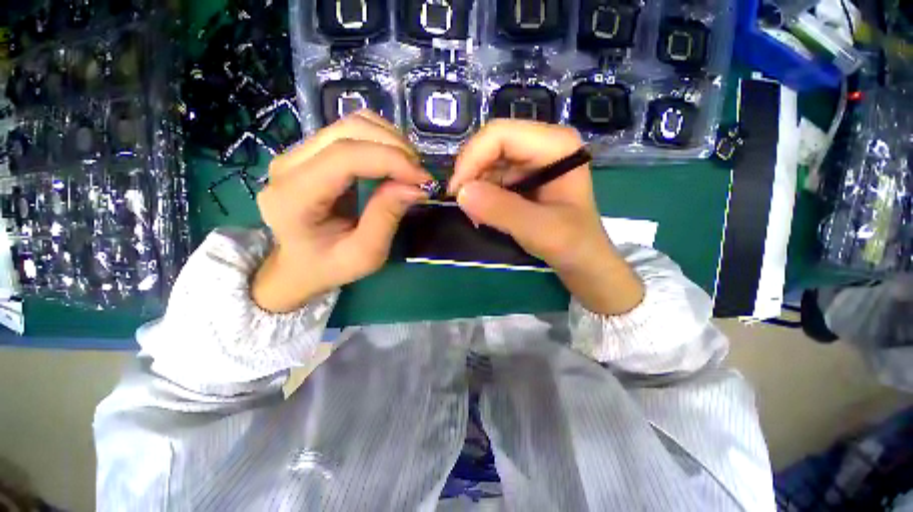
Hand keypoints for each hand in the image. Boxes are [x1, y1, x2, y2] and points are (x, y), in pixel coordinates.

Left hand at [252, 111, 431, 312]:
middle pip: (348, 131)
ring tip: (410, 168)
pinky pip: (351, 132)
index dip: (390, 160)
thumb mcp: (364, 255)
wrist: (298, 264)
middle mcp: (289, 165)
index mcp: (294, 197)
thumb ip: (386, 218)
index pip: (344, 157)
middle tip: (419, 175)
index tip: (423, 178)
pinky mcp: (311, 152)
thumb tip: (415, 186)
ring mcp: (297, 153)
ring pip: (351, 124)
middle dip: (394, 147)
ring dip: (390, 141)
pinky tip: (394, 162)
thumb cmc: (329, 266)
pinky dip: (381, 141)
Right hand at [449, 120, 643, 314]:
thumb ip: (501, 210)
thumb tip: (461, 193)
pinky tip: (483, 214)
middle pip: (491, 145)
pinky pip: (490, 177)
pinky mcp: (522, 177)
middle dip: (471, 175)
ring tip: (477, 216)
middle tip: (464, 206)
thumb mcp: (540, 230)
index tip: (458, 193)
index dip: (472, 159)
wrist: (583, 261)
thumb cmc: (573, 245)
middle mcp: (542, 145)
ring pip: (487, 162)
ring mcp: (531, 161)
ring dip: (475, 188)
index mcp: (556, 145)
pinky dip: (480, 195)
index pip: (500, 134)